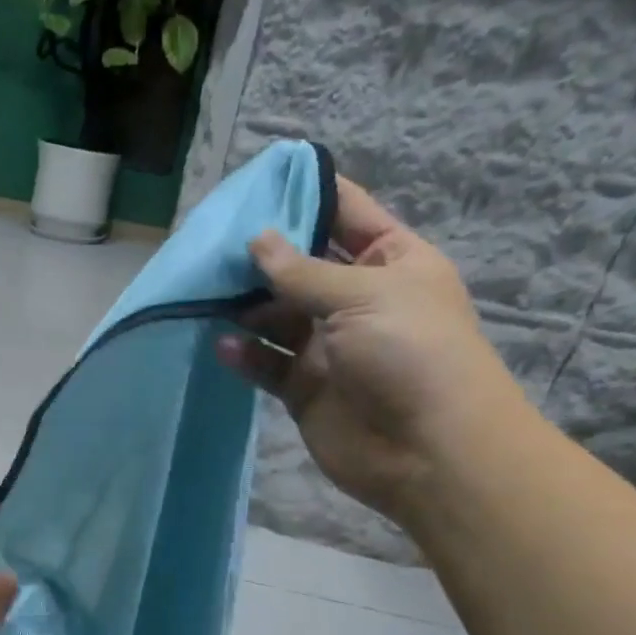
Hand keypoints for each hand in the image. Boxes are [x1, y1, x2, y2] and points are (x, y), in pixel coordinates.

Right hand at [215, 178, 528, 518]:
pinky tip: (223, 345)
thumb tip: (257, 239)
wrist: (431, 452)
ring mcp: (329, 346)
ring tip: (204, 294)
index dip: (307, 194)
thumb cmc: (411, 354)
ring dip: (245, 306)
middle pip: (301, 266)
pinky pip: (268, 363)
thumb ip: (303, 271)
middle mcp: (358, 299)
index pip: (346, 214)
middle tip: (211, 243)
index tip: (256, 183)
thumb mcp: (363, 296)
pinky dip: (246, 354)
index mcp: (390, 261)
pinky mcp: (305, 388)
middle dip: (261, 255)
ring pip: (277, 316)